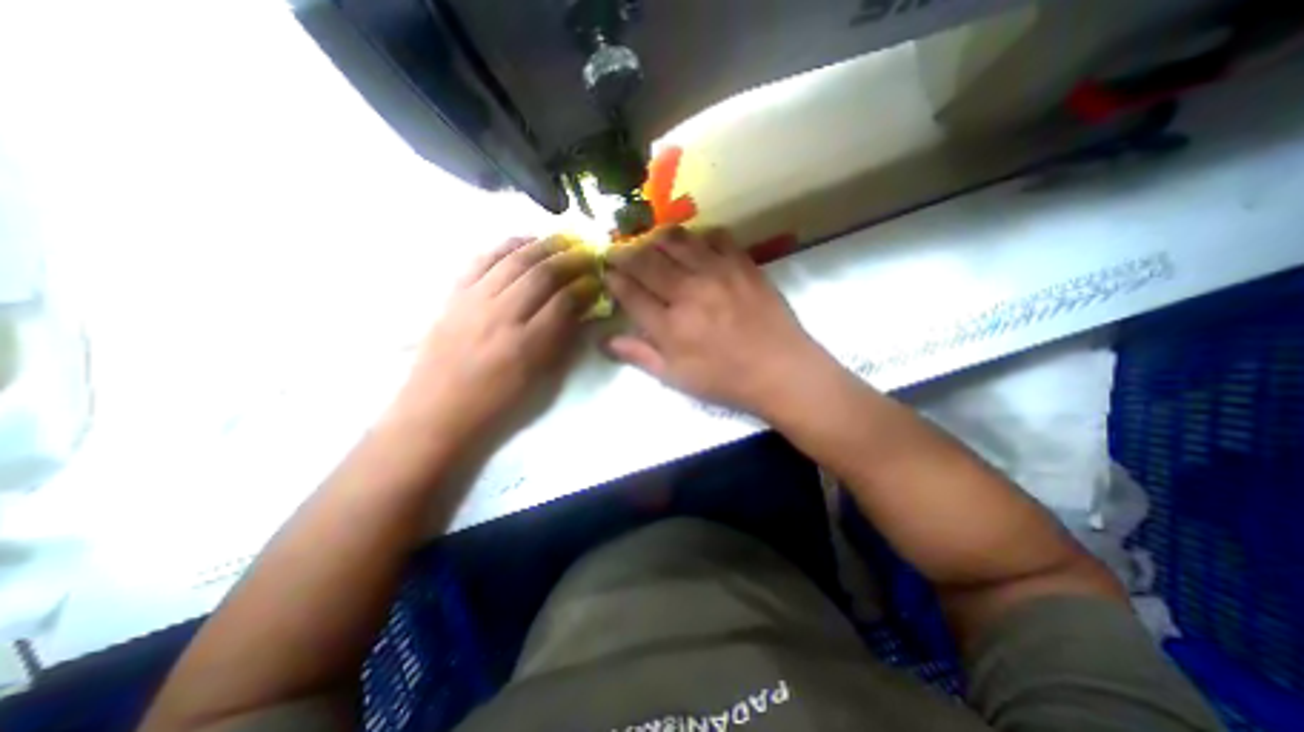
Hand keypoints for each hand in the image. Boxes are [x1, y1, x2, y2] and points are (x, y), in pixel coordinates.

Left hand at [391, 238, 599, 447]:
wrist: (438, 414)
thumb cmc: (498, 407)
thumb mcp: (542, 383)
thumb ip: (564, 343)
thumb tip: (582, 311)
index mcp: (528, 345)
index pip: (565, 301)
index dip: (586, 286)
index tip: (598, 279)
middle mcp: (501, 316)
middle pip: (542, 273)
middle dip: (571, 258)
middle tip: (588, 252)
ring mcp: (473, 302)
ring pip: (513, 260)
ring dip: (543, 245)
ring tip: (563, 239)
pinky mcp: (453, 296)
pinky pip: (481, 260)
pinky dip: (505, 246)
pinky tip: (523, 241)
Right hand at [605, 227, 821, 413]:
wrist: (780, 370)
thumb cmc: (725, 380)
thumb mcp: (677, 378)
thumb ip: (640, 356)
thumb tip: (604, 340)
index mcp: (670, 325)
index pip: (630, 293)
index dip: (614, 279)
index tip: (607, 273)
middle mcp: (689, 292)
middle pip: (647, 261)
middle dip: (626, 253)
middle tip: (619, 251)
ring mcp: (717, 273)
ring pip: (677, 241)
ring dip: (657, 239)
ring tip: (651, 242)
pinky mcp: (743, 264)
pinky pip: (715, 237)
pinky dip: (699, 236)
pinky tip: (696, 245)